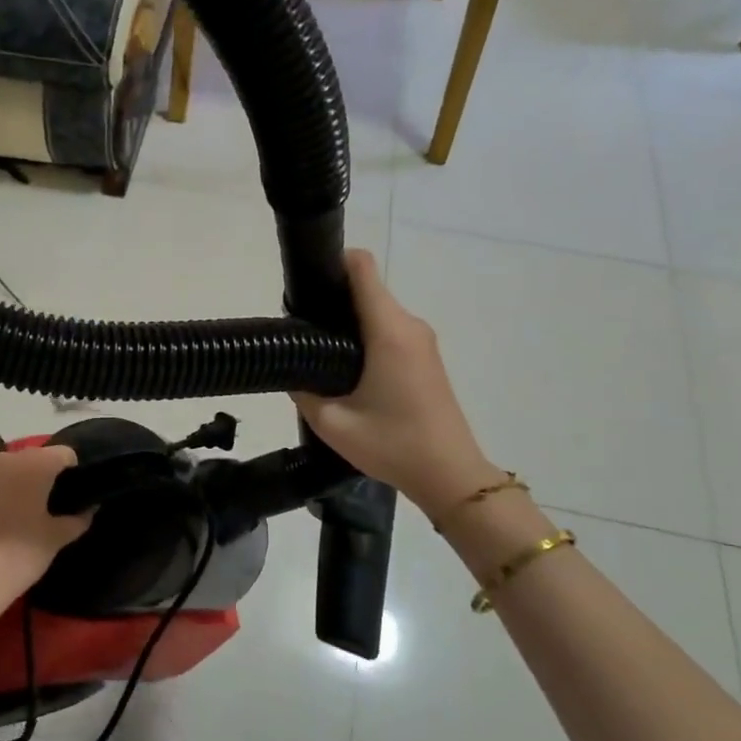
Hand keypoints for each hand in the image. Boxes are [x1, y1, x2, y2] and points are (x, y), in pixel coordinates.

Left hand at [0, 446, 90, 625]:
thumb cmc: (19, 554)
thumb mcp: (56, 539)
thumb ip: (77, 519)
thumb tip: (89, 509)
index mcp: (37, 463)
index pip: (66, 454)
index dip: (74, 472)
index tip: (75, 496)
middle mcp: (8, 458)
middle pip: (37, 458)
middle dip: (46, 476)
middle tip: (52, 507)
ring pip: (11, 469)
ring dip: (21, 483)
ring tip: (25, 513)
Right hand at [293, 250, 498, 520]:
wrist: (451, 476)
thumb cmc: (393, 445)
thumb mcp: (333, 423)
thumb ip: (303, 390)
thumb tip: (290, 370)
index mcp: (388, 331)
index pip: (362, 267)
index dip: (331, 264)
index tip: (304, 285)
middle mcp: (409, 325)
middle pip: (366, 288)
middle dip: (332, 299)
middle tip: (300, 330)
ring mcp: (421, 340)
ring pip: (377, 310)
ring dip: (347, 320)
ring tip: (318, 351)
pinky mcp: (426, 357)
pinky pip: (389, 329)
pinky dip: (365, 335)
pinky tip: (346, 368)